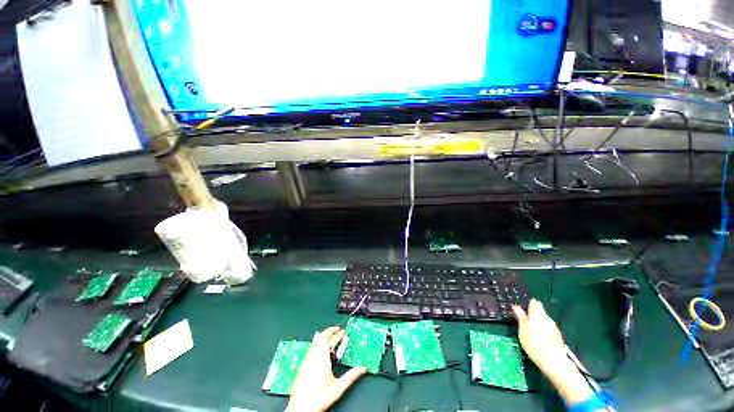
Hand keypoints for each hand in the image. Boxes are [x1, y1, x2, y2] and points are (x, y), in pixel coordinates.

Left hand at [286, 326, 367, 411]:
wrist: (300, 409)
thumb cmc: (318, 399)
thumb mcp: (338, 387)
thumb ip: (352, 376)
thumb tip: (362, 368)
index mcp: (321, 357)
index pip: (327, 337)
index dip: (335, 332)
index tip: (341, 331)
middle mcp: (312, 356)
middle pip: (320, 337)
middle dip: (330, 333)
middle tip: (338, 333)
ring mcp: (306, 361)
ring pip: (314, 343)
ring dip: (323, 339)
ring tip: (331, 341)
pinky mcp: (302, 367)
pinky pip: (310, 350)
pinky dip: (318, 346)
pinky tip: (321, 352)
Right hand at [512, 299, 566, 372]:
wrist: (555, 362)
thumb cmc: (534, 344)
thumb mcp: (522, 331)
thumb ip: (520, 318)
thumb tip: (516, 307)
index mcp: (537, 314)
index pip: (534, 303)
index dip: (528, 305)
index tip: (522, 312)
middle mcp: (547, 318)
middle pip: (540, 312)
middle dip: (533, 316)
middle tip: (525, 324)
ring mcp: (555, 327)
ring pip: (545, 321)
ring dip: (539, 324)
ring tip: (532, 334)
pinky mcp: (559, 336)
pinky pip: (549, 329)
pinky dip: (544, 332)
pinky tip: (540, 341)